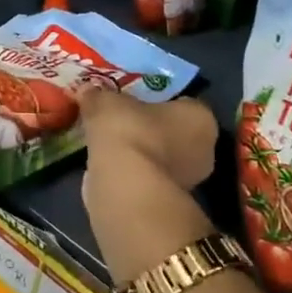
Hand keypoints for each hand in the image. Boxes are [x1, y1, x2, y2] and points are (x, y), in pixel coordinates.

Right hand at [78, 87, 216, 189]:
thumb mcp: (106, 102)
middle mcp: (204, 150)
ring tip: (107, 142)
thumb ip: (97, 95)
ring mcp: (188, 181)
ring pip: (159, 157)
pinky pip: (146, 177)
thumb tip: (88, 90)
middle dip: (148, 128)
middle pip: (172, 131)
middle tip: (118, 120)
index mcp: (200, 117)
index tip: (132, 100)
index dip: (156, 99)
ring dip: (138, 152)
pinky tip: (107, 165)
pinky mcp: (167, 202)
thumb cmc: (129, 132)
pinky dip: (130, 172)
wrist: (126, 187)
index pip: (181, 102)